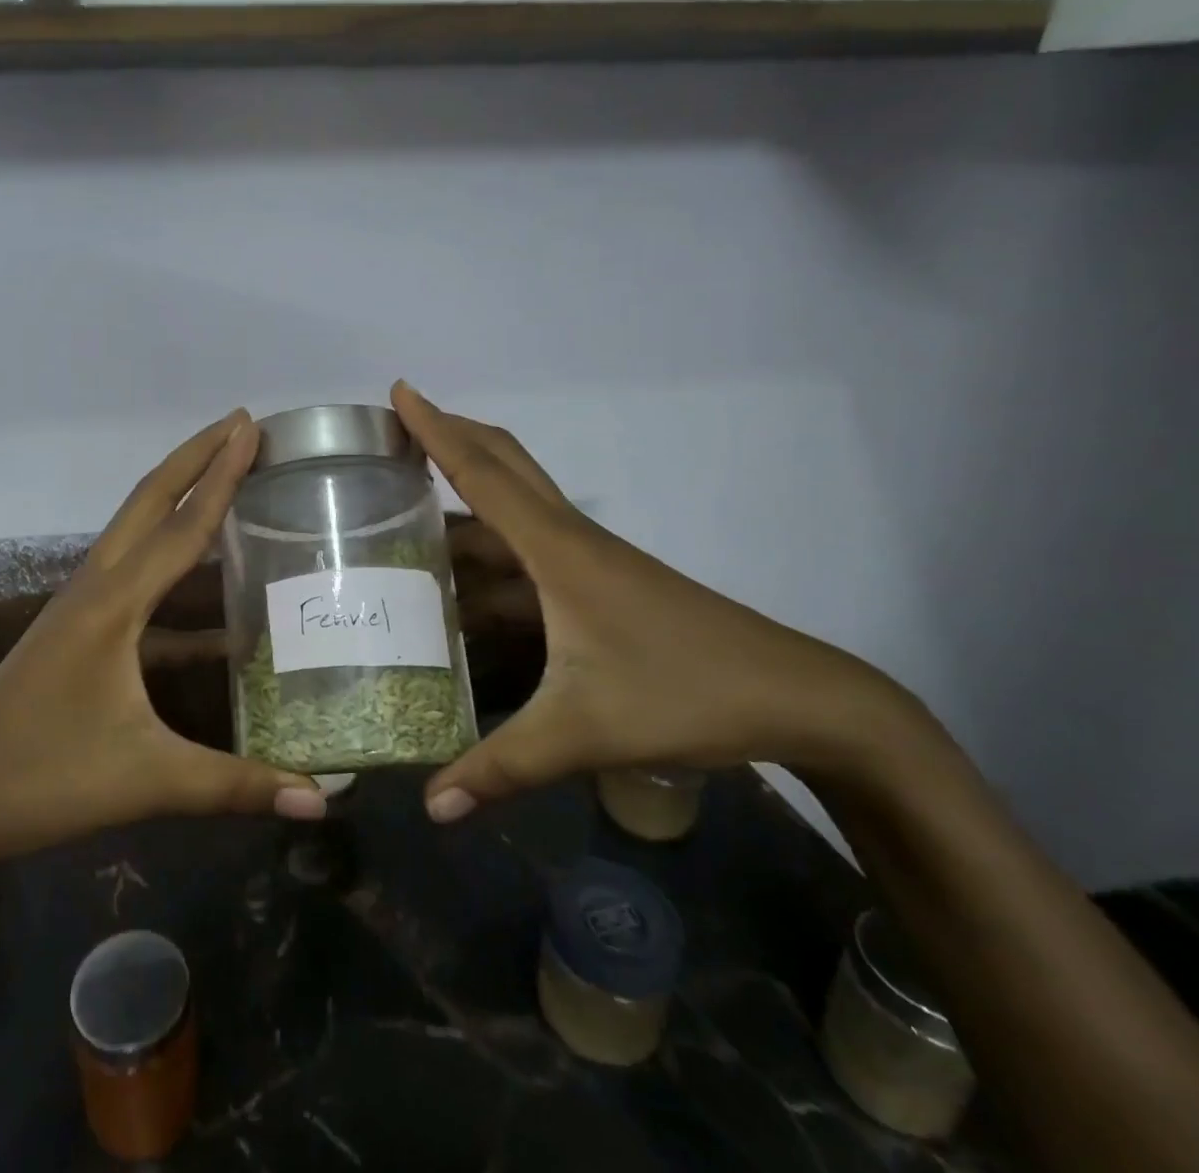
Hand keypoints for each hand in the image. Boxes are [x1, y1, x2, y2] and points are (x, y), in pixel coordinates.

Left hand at [0, 411, 327, 891]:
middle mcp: (96, 588)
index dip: (222, 474)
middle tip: (241, 425)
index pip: (183, 526)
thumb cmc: (42, 779)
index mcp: (113, 604)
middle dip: (195, 457)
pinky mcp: (77, 631)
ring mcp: (80, 606)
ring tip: (225, 479)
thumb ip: (236, 785)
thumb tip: (321, 798)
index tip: (251, 426)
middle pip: (149, 501)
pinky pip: (132, 579)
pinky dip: (169, 569)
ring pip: (135, 532)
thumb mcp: (147, 780)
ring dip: (179, 499)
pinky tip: (211, 611)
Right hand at [390, 382, 918, 823]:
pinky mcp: (599, 586)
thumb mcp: (584, 732)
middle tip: (399, 423)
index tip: (401, 391)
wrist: (799, 699)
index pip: (485, 474)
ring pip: (516, 510)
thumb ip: (502, 766)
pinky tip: (463, 583)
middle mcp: (569, 541)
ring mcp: (587, 562)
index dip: (438, 430)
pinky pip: (528, 550)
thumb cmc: (688, 694)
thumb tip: (431, 807)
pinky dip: (490, 550)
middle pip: (505, 466)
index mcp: (559, 552)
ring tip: (406, 509)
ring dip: (466, 498)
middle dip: (452, 436)